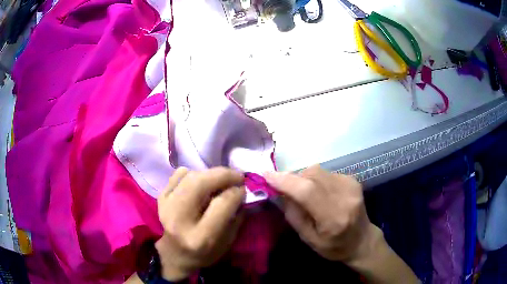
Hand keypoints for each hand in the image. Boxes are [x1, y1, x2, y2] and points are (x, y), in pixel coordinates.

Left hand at [155, 167, 245, 280]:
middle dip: (224, 174)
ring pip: (190, 176)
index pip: (221, 204)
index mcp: (200, 237)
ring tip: (221, 180)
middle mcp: (179, 220)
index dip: (237, 192)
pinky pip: (178, 174)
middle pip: (201, 184)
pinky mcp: (160, 198)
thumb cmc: (206, 252)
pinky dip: (193, 173)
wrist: (176, 254)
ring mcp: (166, 206)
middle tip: (237, 175)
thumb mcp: (227, 242)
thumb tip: (240, 190)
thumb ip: (236, 216)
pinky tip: (201, 182)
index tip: (244, 189)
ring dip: (210, 173)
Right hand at [264, 165, 378, 262]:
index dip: (285, 181)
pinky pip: (326, 173)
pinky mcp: (353, 179)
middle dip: (293, 179)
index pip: (307, 192)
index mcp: (333, 218)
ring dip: (304, 179)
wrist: (362, 240)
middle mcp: (345, 197)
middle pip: (312, 175)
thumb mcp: (308, 239)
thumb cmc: (333, 246)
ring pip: (318, 171)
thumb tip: (280, 191)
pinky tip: (319, 193)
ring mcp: (351, 185)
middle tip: (285, 189)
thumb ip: (293, 214)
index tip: (266, 175)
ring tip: (304, 194)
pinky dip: (316, 180)